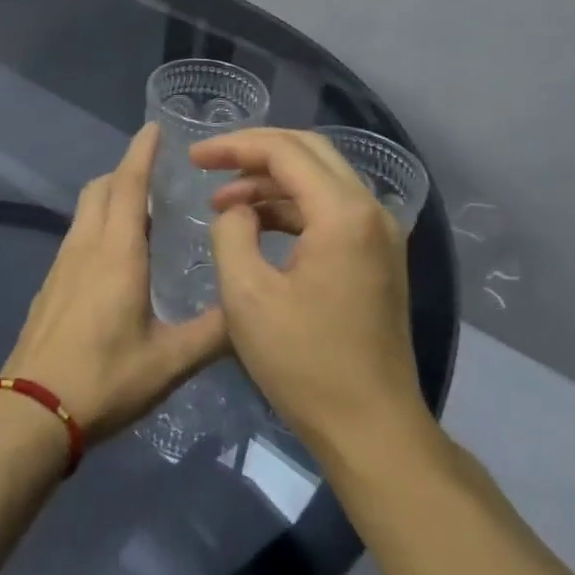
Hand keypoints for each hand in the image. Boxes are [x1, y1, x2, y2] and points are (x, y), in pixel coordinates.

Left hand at [1, 125, 229, 442]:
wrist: (32, 410)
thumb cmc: (104, 379)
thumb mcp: (169, 362)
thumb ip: (214, 334)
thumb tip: (251, 310)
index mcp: (117, 252)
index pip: (128, 184)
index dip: (141, 152)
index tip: (154, 127)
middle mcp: (85, 246)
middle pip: (100, 188)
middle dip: (125, 171)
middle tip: (157, 174)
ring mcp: (61, 265)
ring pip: (84, 212)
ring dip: (110, 198)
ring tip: (142, 212)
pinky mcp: (49, 285)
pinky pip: (76, 236)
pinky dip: (97, 225)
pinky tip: (115, 257)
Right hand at [193, 128, 434, 454]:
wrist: (371, 428)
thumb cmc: (304, 362)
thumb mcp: (246, 294)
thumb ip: (231, 233)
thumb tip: (236, 211)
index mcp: (342, 213)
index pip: (284, 151)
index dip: (234, 146)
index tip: (194, 157)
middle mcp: (371, 210)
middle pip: (308, 151)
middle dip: (253, 152)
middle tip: (209, 163)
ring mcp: (380, 234)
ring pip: (320, 179)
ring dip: (270, 182)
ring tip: (223, 204)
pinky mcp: (377, 256)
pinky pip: (330, 210)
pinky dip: (291, 207)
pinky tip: (257, 227)